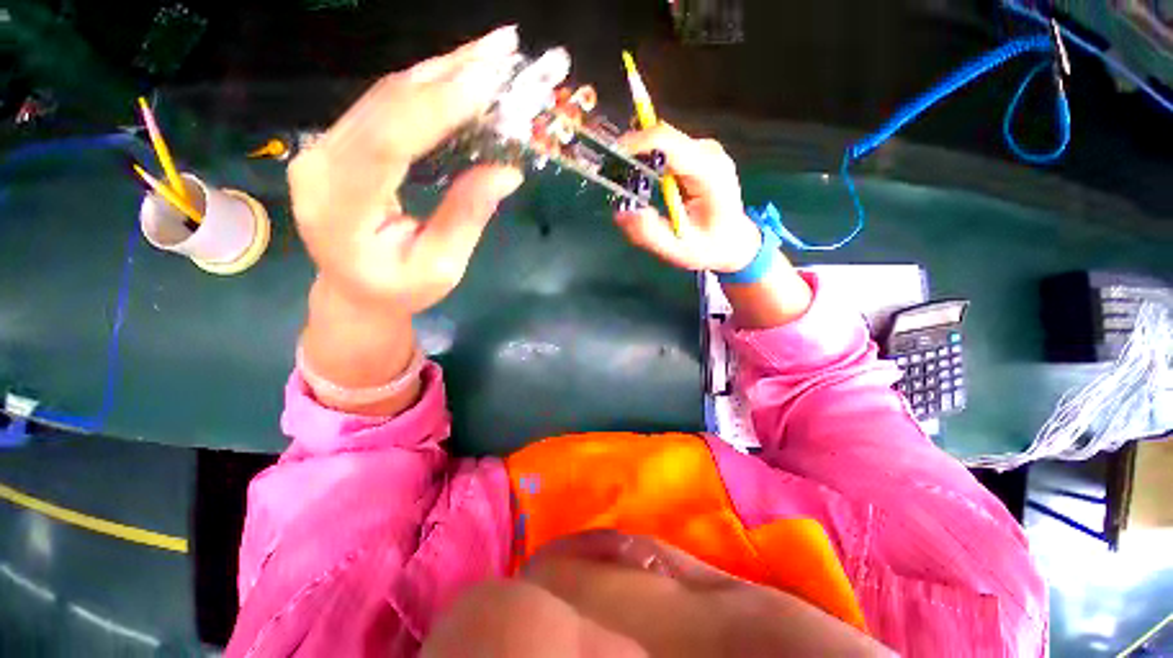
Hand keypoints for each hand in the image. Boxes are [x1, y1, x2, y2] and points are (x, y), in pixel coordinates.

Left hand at [289, 26, 524, 315]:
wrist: (354, 291)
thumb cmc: (400, 289)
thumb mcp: (441, 267)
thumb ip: (466, 217)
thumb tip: (506, 171)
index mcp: (341, 208)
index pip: (387, 142)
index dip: (436, 107)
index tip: (486, 81)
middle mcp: (321, 165)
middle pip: (385, 104)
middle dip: (448, 72)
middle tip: (501, 48)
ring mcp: (324, 148)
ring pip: (385, 95)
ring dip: (441, 70)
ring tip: (488, 54)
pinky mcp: (339, 143)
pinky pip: (385, 105)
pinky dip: (426, 87)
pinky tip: (458, 74)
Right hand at [614, 124, 762, 273]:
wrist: (734, 241)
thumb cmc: (708, 247)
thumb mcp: (677, 250)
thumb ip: (649, 234)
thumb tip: (620, 212)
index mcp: (709, 173)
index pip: (667, 142)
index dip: (635, 144)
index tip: (610, 160)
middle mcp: (708, 153)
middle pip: (662, 138)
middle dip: (633, 155)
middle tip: (614, 182)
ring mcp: (704, 150)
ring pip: (661, 142)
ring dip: (640, 161)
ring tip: (631, 190)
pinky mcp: (697, 153)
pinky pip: (666, 150)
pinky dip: (650, 164)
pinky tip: (648, 187)